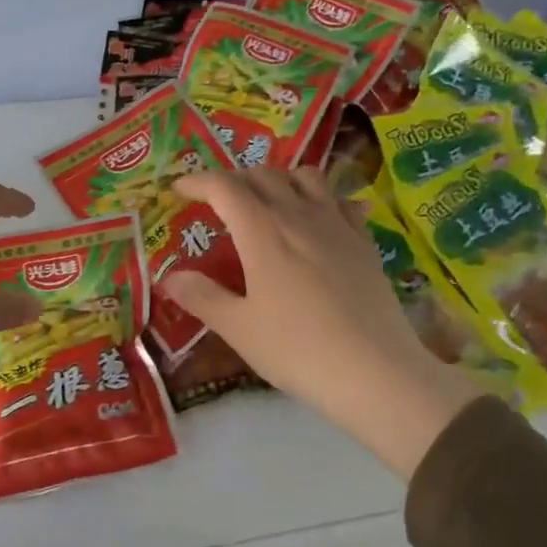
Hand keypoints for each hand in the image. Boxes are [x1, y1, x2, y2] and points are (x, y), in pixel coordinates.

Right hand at [161, 168, 481, 477]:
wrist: (376, 370)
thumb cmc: (298, 349)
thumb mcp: (239, 329)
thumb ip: (203, 297)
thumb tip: (170, 277)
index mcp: (263, 231)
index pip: (224, 187)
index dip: (197, 182)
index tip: (179, 190)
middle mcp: (299, 215)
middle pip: (263, 175)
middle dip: (234, 179)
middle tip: (217, 200)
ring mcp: (337, 225)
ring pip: (306, 177)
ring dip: (279, 178)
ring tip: (267, 199)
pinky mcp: (364, 241)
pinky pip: (341, 201)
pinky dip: (322, 197)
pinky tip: (320, 217)